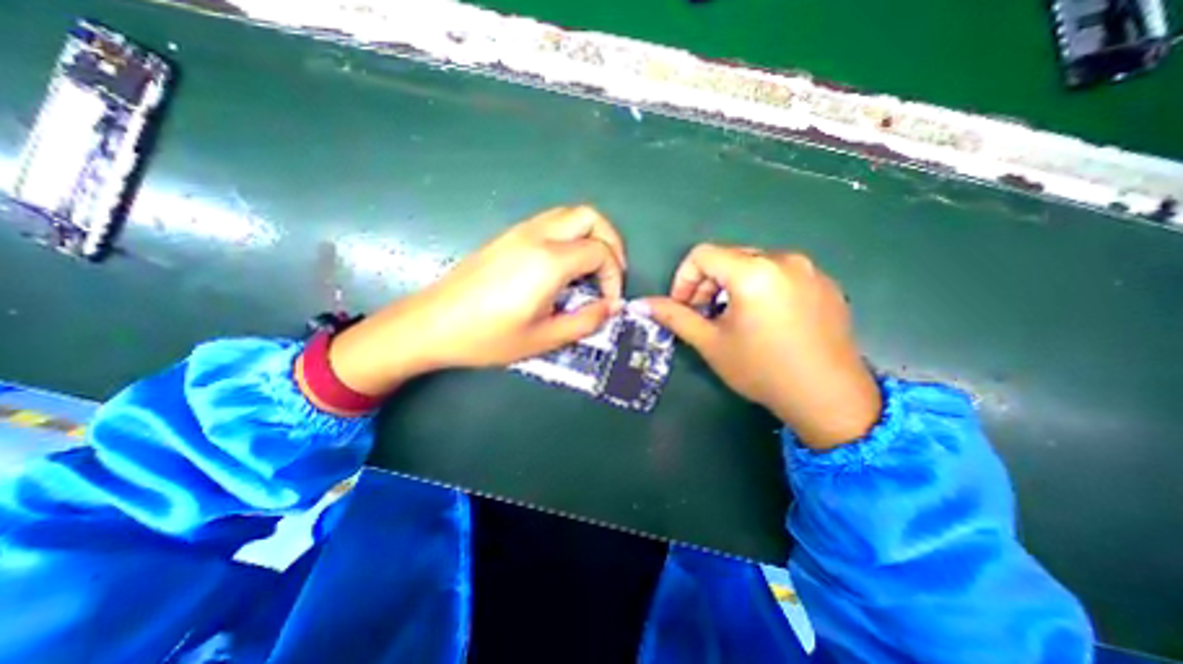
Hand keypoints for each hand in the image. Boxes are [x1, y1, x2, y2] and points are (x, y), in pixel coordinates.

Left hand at [318, 204, 622, 395]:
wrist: (431, 323)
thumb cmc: (487, 336)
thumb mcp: (543, 338)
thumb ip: (585, 321)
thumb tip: (612, 307)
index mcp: (548, 261)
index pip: (600, 252)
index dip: (614, 276)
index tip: (609, 301)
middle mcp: (537, 236)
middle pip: (590, 216)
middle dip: (611, 241)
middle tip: (612, 272)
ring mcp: (520, 231)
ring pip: (570, 214)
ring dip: (591, 235)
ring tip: (593, 268)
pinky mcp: (508, 236)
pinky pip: (551, 222)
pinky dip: (571, 236)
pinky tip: (565, 265)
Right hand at [642, 245, 881, 450]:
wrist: (829, 398)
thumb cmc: (762, 370)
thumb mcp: (711, 343)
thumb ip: (675, 317)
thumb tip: (644, 304)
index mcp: (754, 271)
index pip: (702, 255)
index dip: (684, 279)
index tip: (683, 306)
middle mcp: (784, 259)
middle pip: (729, 257)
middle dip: (707, 283)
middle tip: (704, 315)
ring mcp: (809, 270)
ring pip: (754, 264)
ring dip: (732, 286)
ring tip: (733, 318)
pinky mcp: (825, 283)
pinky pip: (780, 274)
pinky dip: (760, 288)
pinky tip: (764, 320)